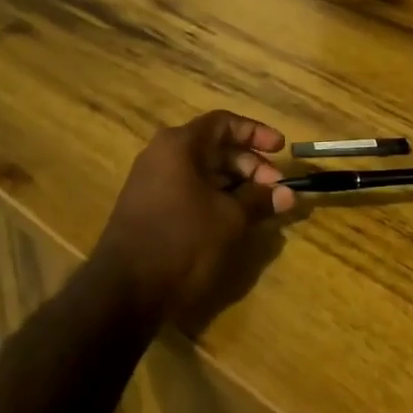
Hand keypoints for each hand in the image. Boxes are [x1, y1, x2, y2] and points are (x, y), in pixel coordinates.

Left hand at [93, 111, 294, 322]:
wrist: (125, 289)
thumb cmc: (183, 241)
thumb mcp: (229, 219)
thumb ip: (259, 200)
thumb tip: (287, 193)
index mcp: (179, 145)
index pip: (224, 123)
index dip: (256, 132)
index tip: (281, 149)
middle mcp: (162, 155)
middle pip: (214, 147)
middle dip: (250, 164)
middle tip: (275, 188)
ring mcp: (152, 182)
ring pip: (202, 171)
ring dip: (235, 183)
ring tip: (260, 205)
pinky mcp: (150, 208)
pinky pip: (189, 190)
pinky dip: (215, 197)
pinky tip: (234, 218)